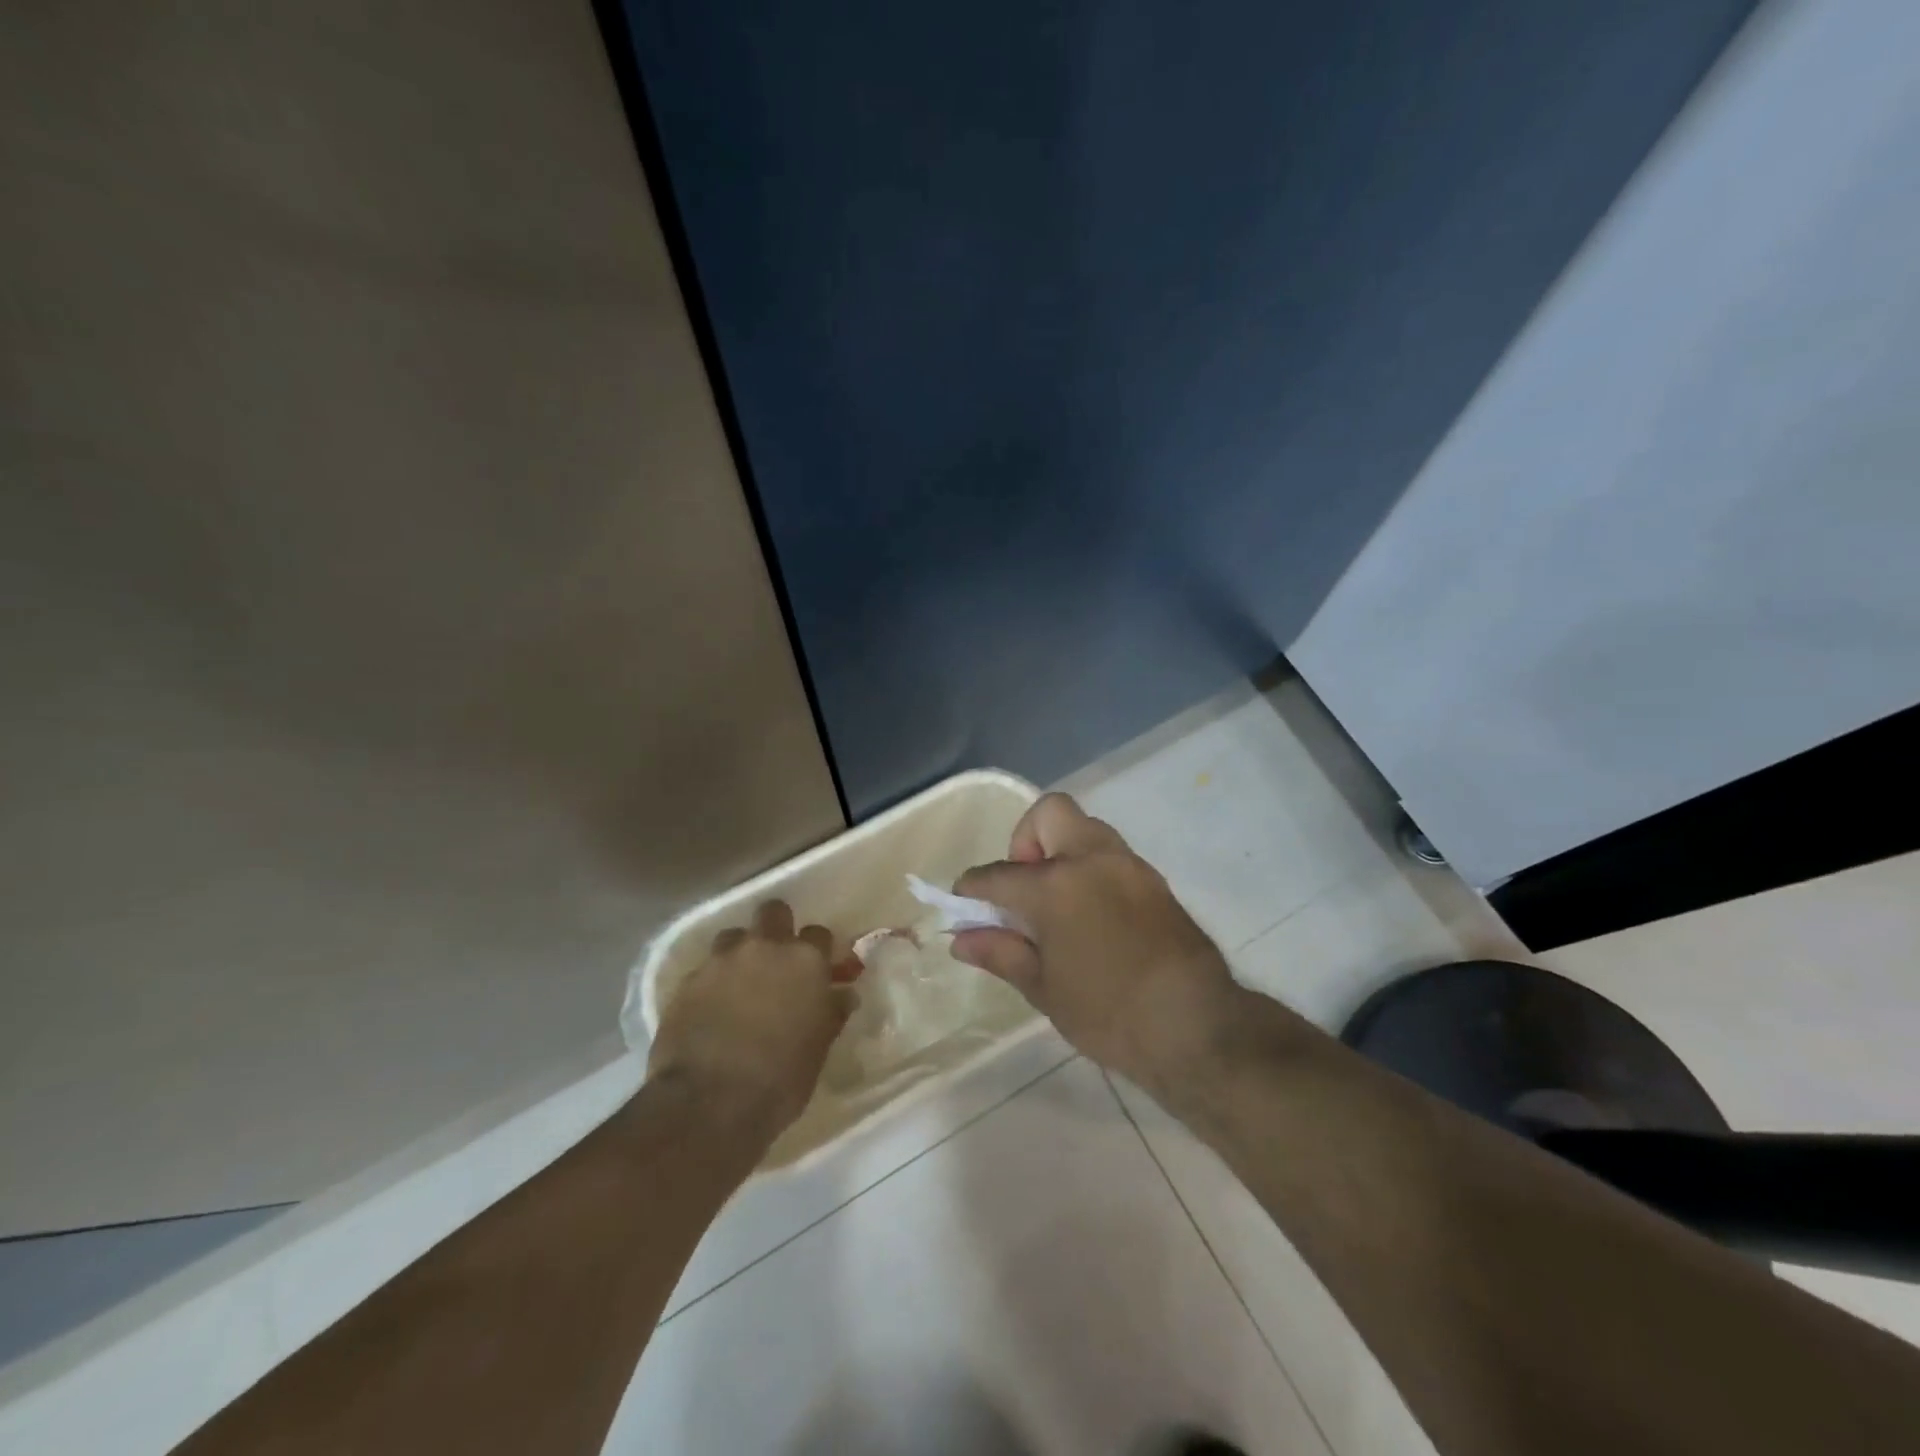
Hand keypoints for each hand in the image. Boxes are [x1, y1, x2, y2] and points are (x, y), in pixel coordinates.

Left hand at [646, 900, 855, 1141]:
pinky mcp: (687, 982)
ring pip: (733, 936)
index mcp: (805, 961)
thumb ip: (831, 1012)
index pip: (819, 934)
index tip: (817, 969)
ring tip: (740, 983)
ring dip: (740, 952)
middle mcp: (764, 948)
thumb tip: (843, 995)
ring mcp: (721, 961)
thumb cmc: (780, 1079)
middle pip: (773, 912)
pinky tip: (712, 1009)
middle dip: (777, 927)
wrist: (708, 1104)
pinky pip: (705, 969)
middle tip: (777, 958)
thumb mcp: (818, 1048)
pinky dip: (712, 982)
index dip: (818, 950)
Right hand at [950, 793, 1260, 1092]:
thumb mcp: (1044, 989)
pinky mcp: (1154, 880)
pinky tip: (1092, 915)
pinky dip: (1091, 868)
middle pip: (1049, 814)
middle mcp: (1091, 859)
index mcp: (1055, 885)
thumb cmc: (1109, 1013)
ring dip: (1062, 851)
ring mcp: (1128, 865)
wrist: (1196, 1026)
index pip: (998, 874)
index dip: (973, 888)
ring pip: (1085, 828)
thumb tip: (961, 939)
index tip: (965, 904)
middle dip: (1026, 840)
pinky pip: (1111, 854)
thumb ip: (1001, 952)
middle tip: (1025, 888)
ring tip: (1057, 903)